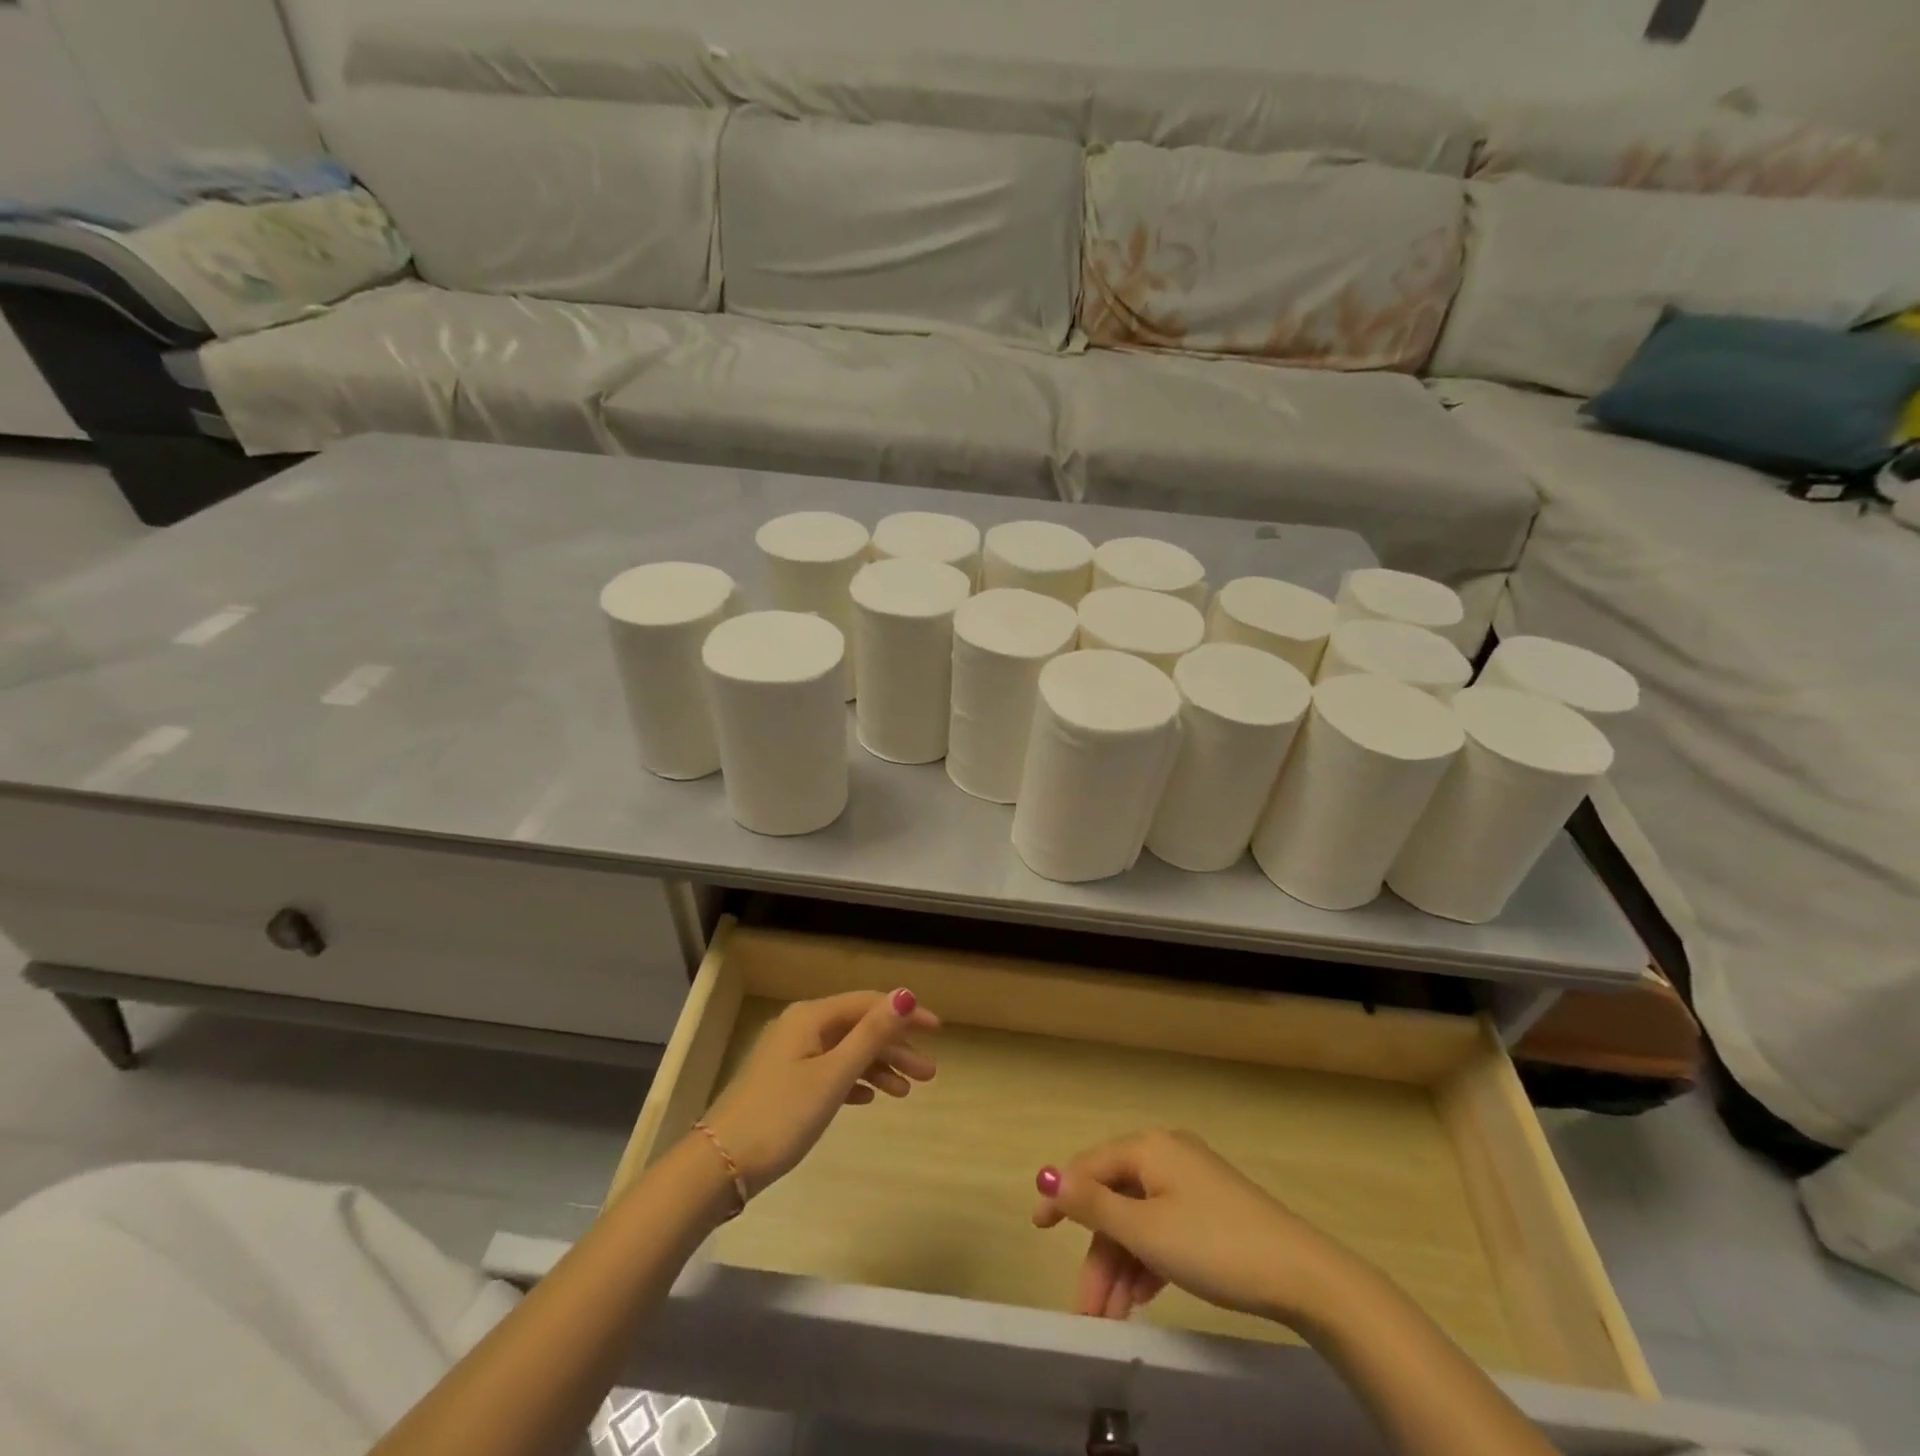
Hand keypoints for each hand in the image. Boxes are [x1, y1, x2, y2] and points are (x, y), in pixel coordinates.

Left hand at [702, 989, 938, 1196]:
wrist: (720, 1166)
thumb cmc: (782, 1116)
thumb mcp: (833, 1074)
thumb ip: (872, 1034)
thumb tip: (905, 994)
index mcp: (811, 1017)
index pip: (868, 1004)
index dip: (905, 1014)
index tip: (938, 1031)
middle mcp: (801, 1027)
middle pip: (858, 1028)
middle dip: (895, 1047)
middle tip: (929, 1074)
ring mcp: (790, 1056)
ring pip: (846, 1051)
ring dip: (878, 1067)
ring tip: (907, 1092)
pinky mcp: (785, 1084)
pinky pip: (830, 1071)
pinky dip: (854, 1080)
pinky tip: (870, 1098)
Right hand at [1032, 1128, 1348, 1325]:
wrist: (1300, 1275)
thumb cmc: (1213, 1244)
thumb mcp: (1145, 1230)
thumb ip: (1092, 1204)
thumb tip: (1046, 1174)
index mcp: (1149, 1147)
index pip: (1091, 1165)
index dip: (1061, 1195)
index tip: (1038, 1229)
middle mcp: (1166, 1155)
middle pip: (1115, 1199)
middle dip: (1098, 1253)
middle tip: (1086, 1308)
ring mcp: (1191, 1183)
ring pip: (1140, 1220)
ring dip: (1121, 1267)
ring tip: (1112, 1318)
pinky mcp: (1210, 1210)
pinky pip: (1164, 1229)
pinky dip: (1148, 1262)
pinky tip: (1141, 1299)